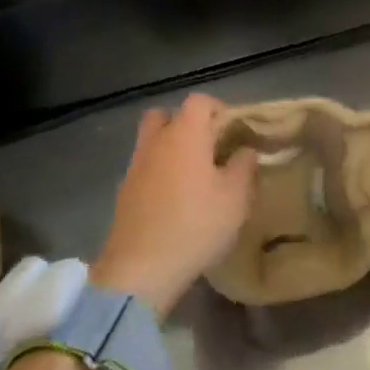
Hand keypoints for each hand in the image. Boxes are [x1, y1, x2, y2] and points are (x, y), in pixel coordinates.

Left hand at [92, 93, 256, 315]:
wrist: (140, 268)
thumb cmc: (196, 225)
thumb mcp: (235, 198)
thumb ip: (244, 167)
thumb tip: (245, 150)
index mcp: (185, 134)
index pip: (199, 101)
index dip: (219, 109)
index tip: (235, 131)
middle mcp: (156, 141)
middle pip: (167, 115)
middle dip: (188, 124)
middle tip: (209, 148)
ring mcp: (135, 165)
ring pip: (153, 141)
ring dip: (172, 148)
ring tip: (195, 175)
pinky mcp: (124, 191)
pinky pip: (145, 167)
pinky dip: (159, 172)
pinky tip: (175, 198)